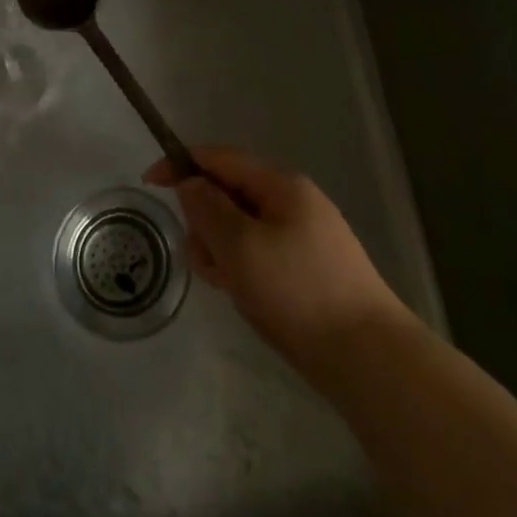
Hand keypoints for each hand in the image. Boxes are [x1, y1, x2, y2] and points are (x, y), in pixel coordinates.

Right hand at [145, 146, 415, 380]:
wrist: (368, 359)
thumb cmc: (297, 292)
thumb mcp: (240, 245)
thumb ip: (207, 208)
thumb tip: (191, 183)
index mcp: (280, 184)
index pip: (220, 158)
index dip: (181, 164)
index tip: (148, 183)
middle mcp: (293, 201)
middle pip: (229, 193)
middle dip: (205, 221)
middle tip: (206, 259)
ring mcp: (303, 235)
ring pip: (241, 227)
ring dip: (222, 249)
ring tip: (229, 286)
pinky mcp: (307, 268)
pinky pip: (258, 253)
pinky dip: (242, 267)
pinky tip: (246, 297)